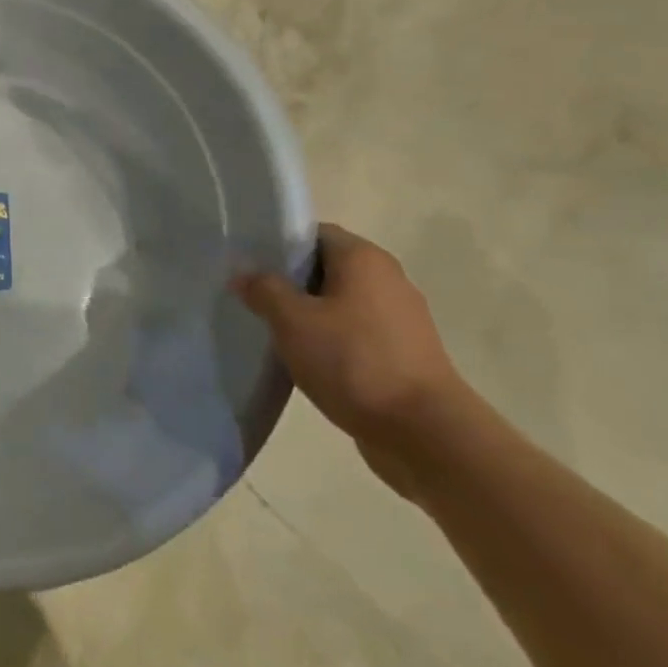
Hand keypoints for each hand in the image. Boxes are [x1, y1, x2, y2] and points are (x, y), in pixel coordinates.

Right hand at [234, 224, 474, 496]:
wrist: (424, 433)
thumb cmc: (354, 362)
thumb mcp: (293, 321)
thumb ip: (264, 289)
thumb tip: (242, 271)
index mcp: (363, 259)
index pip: (313, 233)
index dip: (278, 244)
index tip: (249, 265)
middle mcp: (387, 278)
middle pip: (326, 267)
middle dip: (290, 281)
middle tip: (253, 299)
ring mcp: (400, 318)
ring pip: (340, 302)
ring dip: (309, 313)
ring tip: (275, 332)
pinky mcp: (404, 352)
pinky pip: (356, 332)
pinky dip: (331, 339)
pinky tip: (307, 360)